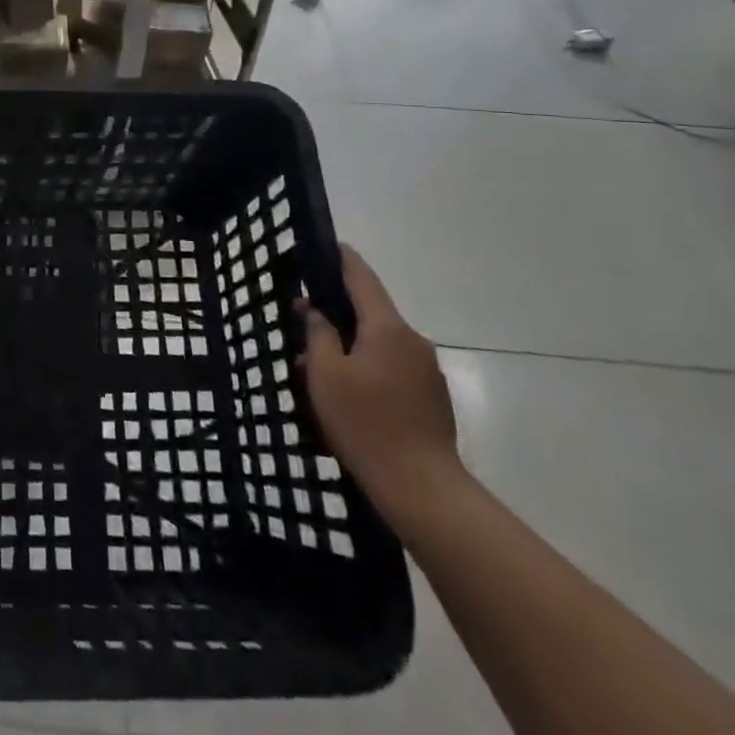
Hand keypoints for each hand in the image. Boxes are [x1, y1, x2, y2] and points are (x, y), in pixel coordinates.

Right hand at [296, 246, 459, 517]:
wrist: (422, 489)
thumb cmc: (366, 423)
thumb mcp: (326, 375)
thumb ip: (319, 335)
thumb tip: (317, 313)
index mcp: (388, 328)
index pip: (362, 278)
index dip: (343, 259)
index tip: (329, 244)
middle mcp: (413, 342)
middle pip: (370, 314)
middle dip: (337, 315)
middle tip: (303, 321)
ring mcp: (427, 372)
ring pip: (379, 345)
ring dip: (349, 348)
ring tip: (315, 369)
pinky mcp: (431, 399)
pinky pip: (392, 369)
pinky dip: (367, 370)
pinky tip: (345, 395)